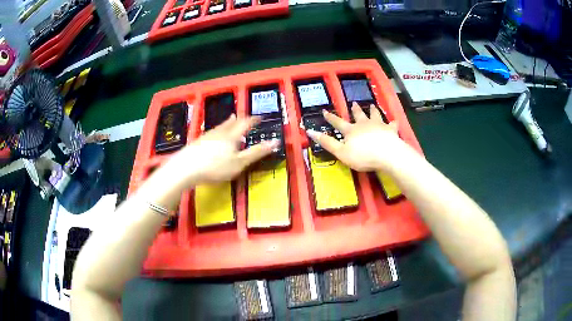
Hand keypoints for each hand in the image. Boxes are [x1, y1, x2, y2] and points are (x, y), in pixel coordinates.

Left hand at [167, 115, 278, 185]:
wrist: (186, 168)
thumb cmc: (216, 166)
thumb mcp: (240, 162)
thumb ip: (257, 152)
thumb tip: (275, 142)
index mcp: (232, 136)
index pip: (245, 123)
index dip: (253, 119)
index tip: (259, 117)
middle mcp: (219, 133)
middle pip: (230, 123)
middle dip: (238, 120)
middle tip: (242, 116)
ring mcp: (207, 137)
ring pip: (220, 127)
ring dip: (227, 124)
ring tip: (230, 121)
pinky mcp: (197, 143)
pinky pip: (211, 133)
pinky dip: (217, 132)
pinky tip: (212, 137)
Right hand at [306, 102, 405, 171]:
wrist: (387, 154)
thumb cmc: (362, 156)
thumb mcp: (340, 152)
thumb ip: (327, 142)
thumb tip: (310, 131)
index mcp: (351, 130)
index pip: (338, 122)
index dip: (330, 117)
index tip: (325, 111)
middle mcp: (364, 124)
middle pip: (358, 115)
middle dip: (355, 109)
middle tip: (354, 103)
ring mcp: (378, 125)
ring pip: (374, 115)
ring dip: (372, 110)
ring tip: (372, 105)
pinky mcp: (390, 130)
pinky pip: (392, 125)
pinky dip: (392, 123)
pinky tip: (394, 121)